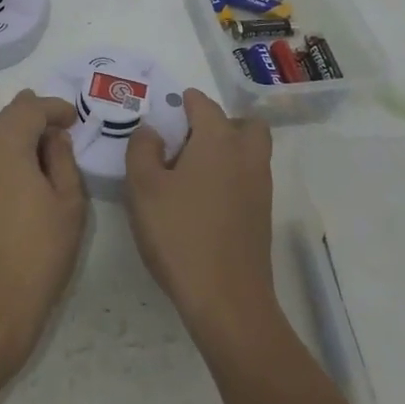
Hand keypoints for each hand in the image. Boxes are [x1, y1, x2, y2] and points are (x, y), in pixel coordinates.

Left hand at [0, 91, 86, 380]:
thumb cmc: (34, 256)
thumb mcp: (68, 204)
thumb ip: (63, 159)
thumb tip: (53, 138)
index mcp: (2, 140)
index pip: (32, 107)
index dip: (56, 109)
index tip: (74, 120)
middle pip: (7, 118)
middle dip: (35, 123)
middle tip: (62, 141)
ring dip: (15, 142)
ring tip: (42, 165)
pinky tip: (16, 186)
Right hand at [124, 89, 277, 352]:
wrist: (227, 300)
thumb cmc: (180, 235)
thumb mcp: (143, 188)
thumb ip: (142, 149)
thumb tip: (152, 131)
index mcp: (218, 140)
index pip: (204, 105)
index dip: (185, 103)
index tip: (167, 111)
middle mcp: (246, 155)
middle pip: (244, 124)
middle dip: (220, 123)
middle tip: (189, 140)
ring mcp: (260, 187)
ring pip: (250, 151)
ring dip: (228, 150)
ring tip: (191, 171)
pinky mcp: (262, 215)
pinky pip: (249, 178)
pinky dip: (231, 176)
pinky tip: (203, 200)